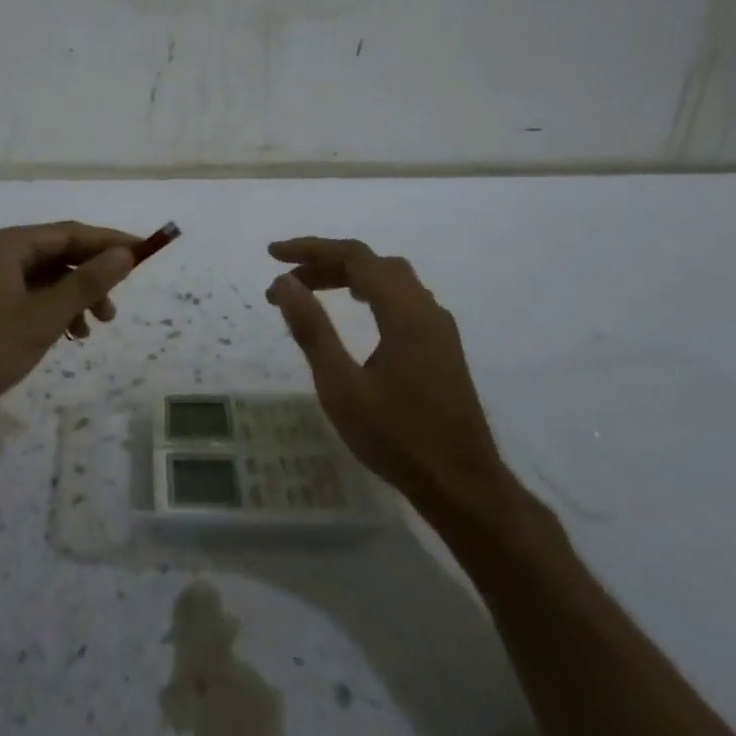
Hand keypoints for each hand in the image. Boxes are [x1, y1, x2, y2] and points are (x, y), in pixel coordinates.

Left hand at [0, 222, 139, 448]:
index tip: (145, 254)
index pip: (69, 233)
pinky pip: (28, 299)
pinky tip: (65, 338)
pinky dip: (52, 313)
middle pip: (56, 254)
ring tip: (93, 330)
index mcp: (5, 246)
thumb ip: (85, 284)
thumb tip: (124, 253)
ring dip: (73, 298)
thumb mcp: (41, 318)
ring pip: (44, 280)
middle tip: (114, 308)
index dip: (109, 242)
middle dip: (91, 276)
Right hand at [265, 237, 508, 517]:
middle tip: (287, 282)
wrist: (462, 486)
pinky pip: (403, 299)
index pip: (354, 256)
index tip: (272, 256)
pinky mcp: (442, 347)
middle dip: (326, 262)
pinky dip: (370, 292)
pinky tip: (356, 314)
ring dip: (349, 276)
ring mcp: (439, 328)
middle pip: (373, 263)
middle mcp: (426, 309)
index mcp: (404, 311)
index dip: (310, 248)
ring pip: (391, 280)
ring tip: (312, 291)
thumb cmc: (397, 436)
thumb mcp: (341, 386)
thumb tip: (284, 283)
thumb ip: (312, 329)